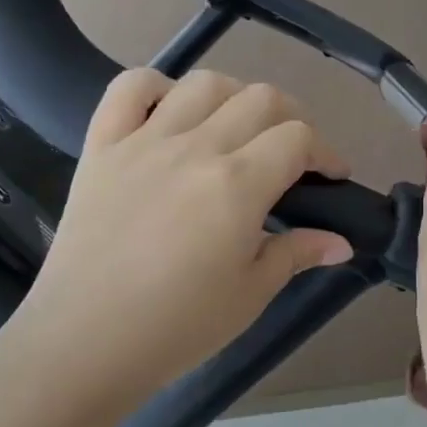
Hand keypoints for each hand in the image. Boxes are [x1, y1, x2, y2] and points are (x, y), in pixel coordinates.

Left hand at [5, 68, 352, 414]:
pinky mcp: (102, 147)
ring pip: (203, 84)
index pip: (298, 139)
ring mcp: (143, 141)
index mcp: (238, 185)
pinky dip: (157, 87)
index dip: (326, 153)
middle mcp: (195, 148)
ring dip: (235, 97)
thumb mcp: (251, 293)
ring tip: (238, 129)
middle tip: (294, 155)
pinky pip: (128, 88)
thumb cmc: (178, 326)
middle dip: (293, 119)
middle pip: (260, 99)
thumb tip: (341, 242)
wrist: (85, 342)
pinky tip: (171, 112)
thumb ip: (297, 254)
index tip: (331, 178)